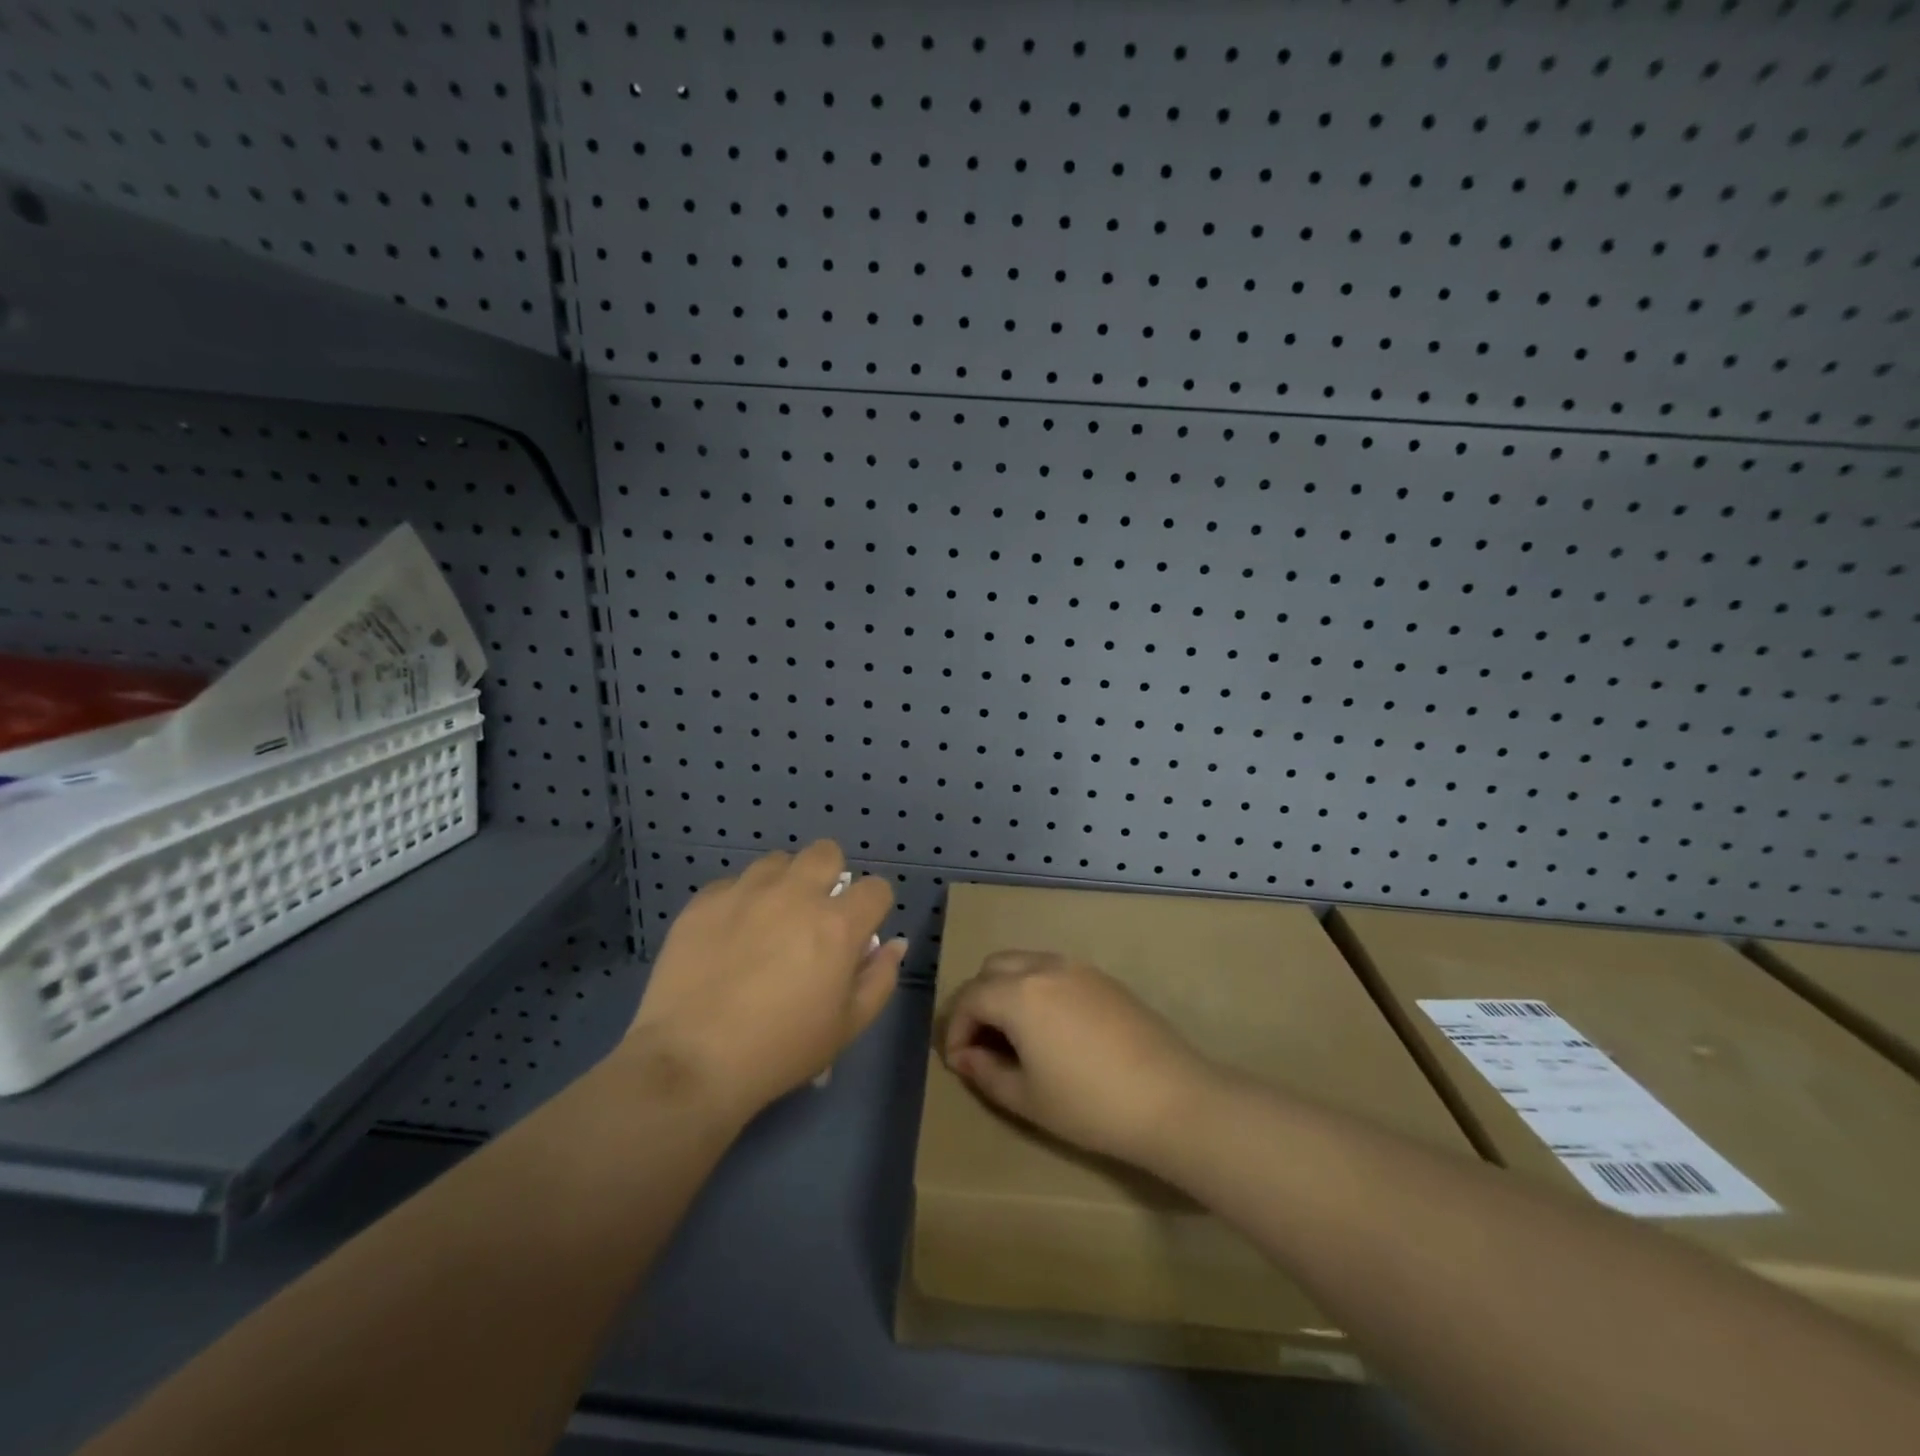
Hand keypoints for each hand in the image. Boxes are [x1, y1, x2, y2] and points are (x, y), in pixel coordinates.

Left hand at [628, 842, 905, 1119]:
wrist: (691, 1062)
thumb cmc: (781, 1050)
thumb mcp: (847, 1027)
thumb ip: (879, 978)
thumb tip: (894, 943)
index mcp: (837, 924)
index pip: (876, 888)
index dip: (873, 908)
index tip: (860, 931)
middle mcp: (795, 894)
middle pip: (826, 852)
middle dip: (830, 875)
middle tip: (815, 913)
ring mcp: (746, 892)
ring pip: (777, 861)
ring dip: (783, 883)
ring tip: (769, 919)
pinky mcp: (704, 901)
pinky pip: (733, 883)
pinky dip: (740, 900)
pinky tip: (729, 935)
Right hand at [940, 950, 1216, 1168]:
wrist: (1171, 1098)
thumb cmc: (1090, 1104)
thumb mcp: (1027, 1098)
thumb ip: (986, 1072)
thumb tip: (965, 1056)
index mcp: (1019, 993)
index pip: (970, 998)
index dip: (955, 1029)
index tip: (958, 1062)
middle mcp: (1044, 967)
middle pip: (993, 968)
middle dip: (978, 1001)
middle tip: (982, 1042)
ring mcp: (1078, 968)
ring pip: (1025, 963)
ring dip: (1008, 989)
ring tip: (1014, 1034)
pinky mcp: (1104, 978)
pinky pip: (1055, 970)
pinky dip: (1037, 988)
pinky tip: (1051, 1027)